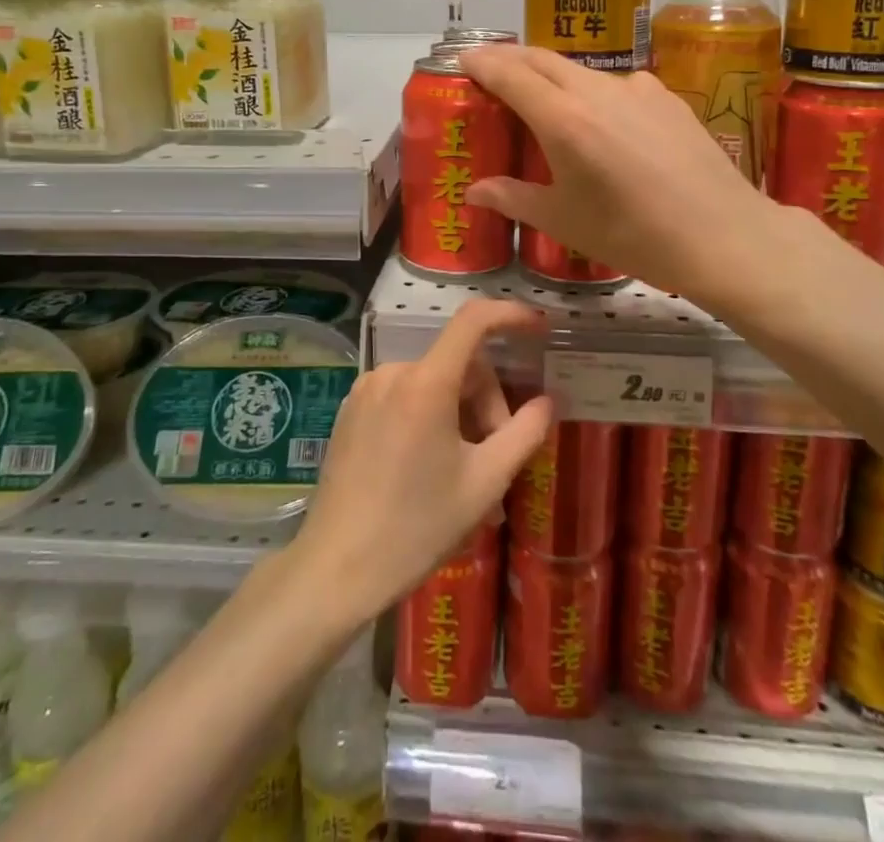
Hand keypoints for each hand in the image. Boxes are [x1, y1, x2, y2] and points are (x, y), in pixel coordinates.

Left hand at [293, 299, 553, 621]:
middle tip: (496, 456)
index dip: (510, 315)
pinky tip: (429, 466)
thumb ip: (524, 434)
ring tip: (464, 471)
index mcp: (426, 383)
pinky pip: (404, 396)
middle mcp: (392, 372)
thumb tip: (547, 402)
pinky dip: (428, 417)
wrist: (336, 568)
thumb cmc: (417, 527)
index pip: (473, 321)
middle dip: (486, 402)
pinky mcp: (350, 410)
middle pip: (458, 365)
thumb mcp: (485, 483)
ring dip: (459, 414)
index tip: (538, 327)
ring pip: (432, 383)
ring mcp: (366, 389)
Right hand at [458, 42, 789, 312]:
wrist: (724, 236)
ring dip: (553, 75)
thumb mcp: (564, 221)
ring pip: (581, 71)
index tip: (464, 58)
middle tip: (491, 69)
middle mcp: (597, 90)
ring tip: (544, 99)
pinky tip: (602, 120)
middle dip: (511, 58)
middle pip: (543, 59)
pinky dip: (593, 91)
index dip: (482, 62)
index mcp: (563, 119)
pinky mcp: (667, 96)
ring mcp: (637, 88)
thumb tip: (474, 191)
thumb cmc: (633, 235)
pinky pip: (617, 85)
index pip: (510, 73)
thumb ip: (514, 198)